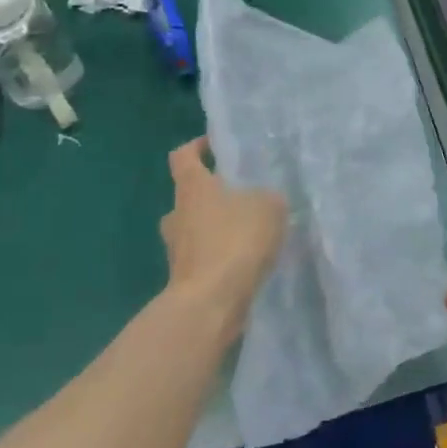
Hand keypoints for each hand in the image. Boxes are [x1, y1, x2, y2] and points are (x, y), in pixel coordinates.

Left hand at [158, 138, 286, 344]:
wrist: (211, 302)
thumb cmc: (236, 240)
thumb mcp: (269, 206)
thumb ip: (267, 197)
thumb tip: (262, 200)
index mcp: (192, 188)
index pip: (183, 156)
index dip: (197, 146)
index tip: (215, 145)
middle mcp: (177, 214)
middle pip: (190, 196)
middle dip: (213, 194)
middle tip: (243, 196)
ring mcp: (177, 249)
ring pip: (196, 229)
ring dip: (217, 228)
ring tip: (251, 232)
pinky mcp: (185, 278)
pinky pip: (204, 257)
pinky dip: (221, 256)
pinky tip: (248, 262)